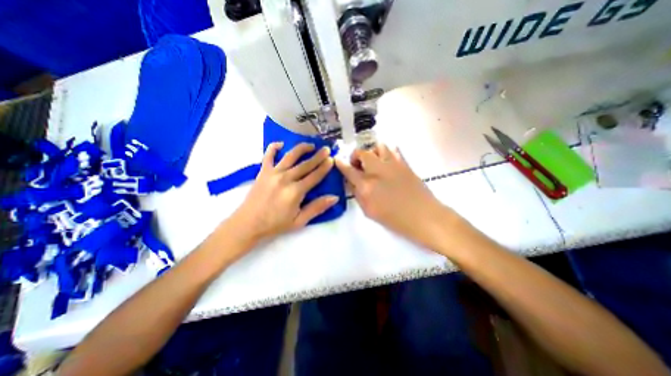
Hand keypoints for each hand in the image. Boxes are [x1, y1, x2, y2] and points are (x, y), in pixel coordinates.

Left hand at [230, 143, 337, 244]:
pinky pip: (268, 155)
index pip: (315, 176)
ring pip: (290, 156)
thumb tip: (334, 198)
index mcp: (296, 191)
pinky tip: (281, 144)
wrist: (248, 224)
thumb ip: (317, 208)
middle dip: (318, 156)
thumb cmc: (275, 224)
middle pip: (305, 164)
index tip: (332, 159)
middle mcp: (286, 178)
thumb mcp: (299, 221)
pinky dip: (274, 147)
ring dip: (301, 148)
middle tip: (326, 149)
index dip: (324, 167)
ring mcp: (273, 173)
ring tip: (310, 145)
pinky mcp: (263, 172)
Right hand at [335, 143, 449, 245]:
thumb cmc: (395, 219)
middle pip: (362, 153)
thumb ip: (358, 194)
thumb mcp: (369, 211)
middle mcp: (377, 170)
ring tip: (373, 162)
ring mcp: (392, 164)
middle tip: (358, 165)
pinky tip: (386, 163)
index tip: (337, 160)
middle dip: (356, 156)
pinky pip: (393, 150)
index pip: (348, 170)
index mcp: (366, 185)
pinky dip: (386, 153)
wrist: (424, 216)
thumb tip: (353, 182)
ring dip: (372, 152)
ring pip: (378, 146)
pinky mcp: (404, 163)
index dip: (341, 164)